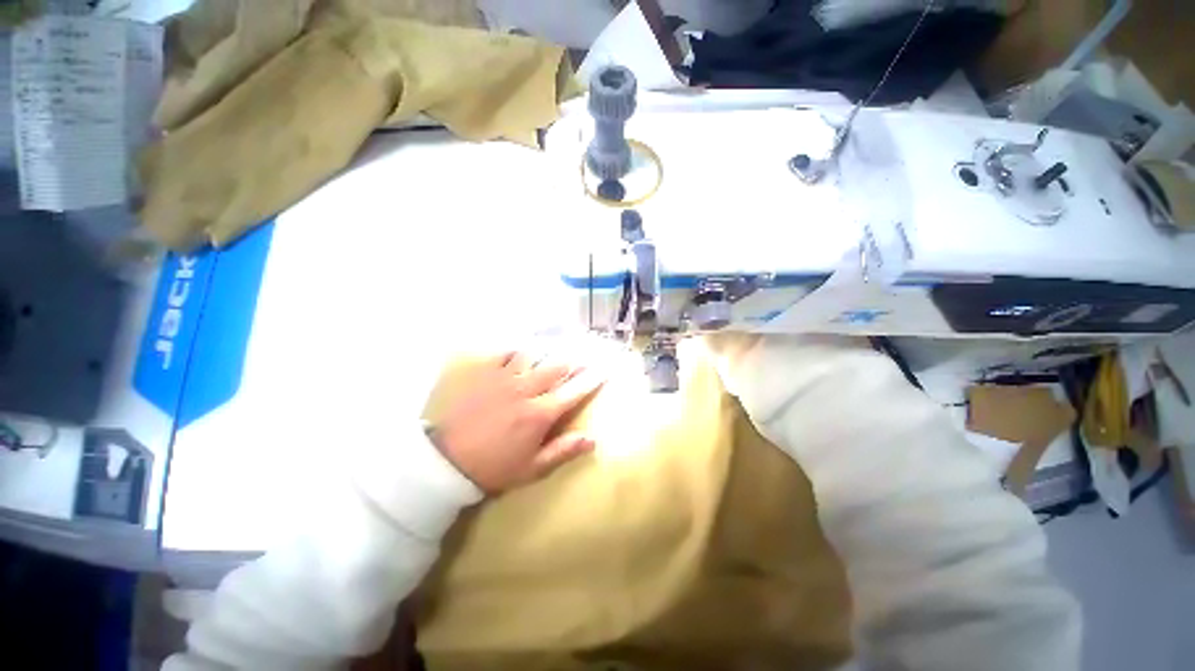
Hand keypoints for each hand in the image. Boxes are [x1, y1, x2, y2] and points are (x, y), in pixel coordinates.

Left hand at [431, 352, 604, 493]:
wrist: (446, 461)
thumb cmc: (493, 468)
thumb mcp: (531, 468)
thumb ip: (563, 451)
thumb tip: (592, 439)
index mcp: (540, 413)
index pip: (573, 390)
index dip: (592, 379)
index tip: (604, 369)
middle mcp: (526, 389)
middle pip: (557, 367)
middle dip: (574, 361)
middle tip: (583, 357)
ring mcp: (504, 378)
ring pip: (534, 355)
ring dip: (548, 352)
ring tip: (555, 349)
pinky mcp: (485, 375)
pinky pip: (505, 354)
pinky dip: (517, 351)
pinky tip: (520, 352)